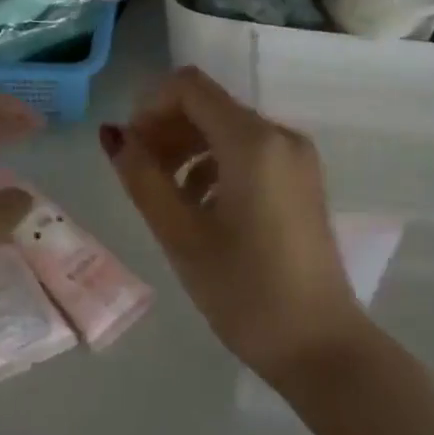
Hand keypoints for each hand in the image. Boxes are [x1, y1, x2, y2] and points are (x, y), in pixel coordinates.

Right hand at [103, 67, 367, 384]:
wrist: (320, 348)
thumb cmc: (244, 291)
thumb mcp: (181, 234)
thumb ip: (142, 176)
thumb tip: (113, 134)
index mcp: (253, 141)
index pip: (189, 86)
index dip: (149, 106)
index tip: (130, 148)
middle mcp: (280, 136)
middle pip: (208, 105)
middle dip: (165, 128)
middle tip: (138, 173)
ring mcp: (296, 158)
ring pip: (227, 128)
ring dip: (187, 147)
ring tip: (163, 193)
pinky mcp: (301, 180)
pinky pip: (248, 152)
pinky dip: (214, 164)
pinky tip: (198, 206)